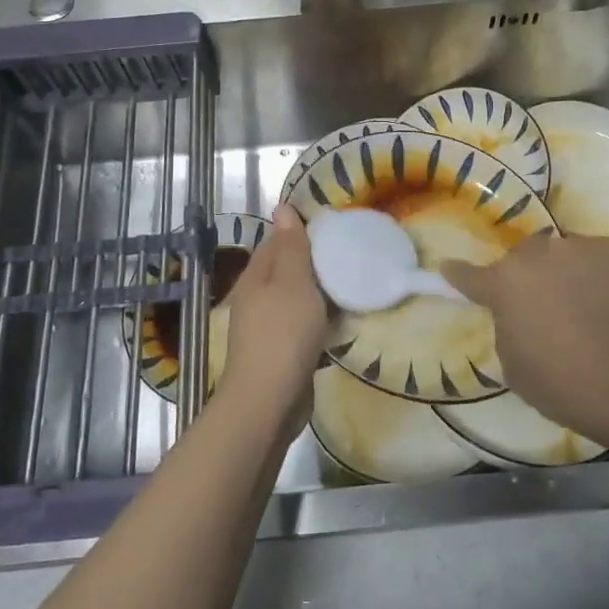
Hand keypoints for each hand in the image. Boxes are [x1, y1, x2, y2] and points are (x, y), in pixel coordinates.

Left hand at [214, 205, 329, 438]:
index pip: (277, 240)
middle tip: (350, 253)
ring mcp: (267, 326)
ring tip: (352, 282)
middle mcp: (257, 297)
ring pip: (296, 298)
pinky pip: (303, 324)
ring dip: (319, 291)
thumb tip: (282, 208)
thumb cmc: (283, 334)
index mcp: (256, 275)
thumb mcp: (292, 282)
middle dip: (314, 261)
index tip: (335, 227)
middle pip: (287, 269)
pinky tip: (341, 320)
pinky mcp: (281, 351)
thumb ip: (290, 246)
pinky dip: (320, 319)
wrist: (268, 401)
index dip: (302, 231)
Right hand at [443, 234, 608, 455]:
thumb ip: (509, 329)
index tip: (450, 268)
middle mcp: (545, 252)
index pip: (471, 275)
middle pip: (530, 259)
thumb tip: (519, 315)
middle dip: (535, 279)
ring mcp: (591, 246)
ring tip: (600, 313)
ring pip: (574, 257)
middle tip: (553, 311)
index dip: (460, 275)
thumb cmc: (572, 387)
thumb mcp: (518, 370)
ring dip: (577, 278)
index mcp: (508, 283)